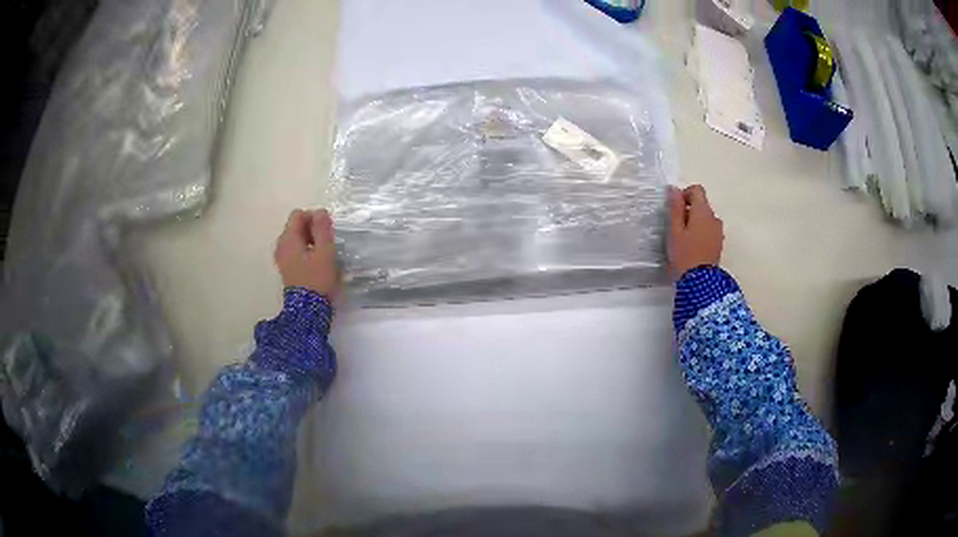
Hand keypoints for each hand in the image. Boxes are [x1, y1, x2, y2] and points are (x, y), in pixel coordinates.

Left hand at [274, 209, 339, 296]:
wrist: (308, 310)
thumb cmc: (317, 278)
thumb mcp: (325, 251)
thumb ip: (322, 229)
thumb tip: (320, 212)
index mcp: (288, 239)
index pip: (298, 214)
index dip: (314, 217)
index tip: (327, 231)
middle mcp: (281, 245)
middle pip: (296, 226)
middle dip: (312, 229)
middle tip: (327, 243)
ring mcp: (282, 257)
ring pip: (297, 239)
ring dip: (311, 241)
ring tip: (324, 253)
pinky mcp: (286, 268)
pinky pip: (296, 250)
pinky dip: (306, 251)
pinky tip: (316, 263)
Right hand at [668, 185, 723, 279]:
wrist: (700, 282)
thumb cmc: (684, 254)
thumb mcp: (674, 230)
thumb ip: (675, 208)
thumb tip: (674, 189)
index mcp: (703, 211)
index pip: (697, 190)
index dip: (684, 194)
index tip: (675, 209)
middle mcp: (714, 218)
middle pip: (702, 204)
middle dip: (689, 211)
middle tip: (675, 227)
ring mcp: (718, 232)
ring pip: (705, 219)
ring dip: (695, 223)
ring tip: (683, 239)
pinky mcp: (719, 244)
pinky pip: (709, 230)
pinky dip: (701, 233)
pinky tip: (692, 247)